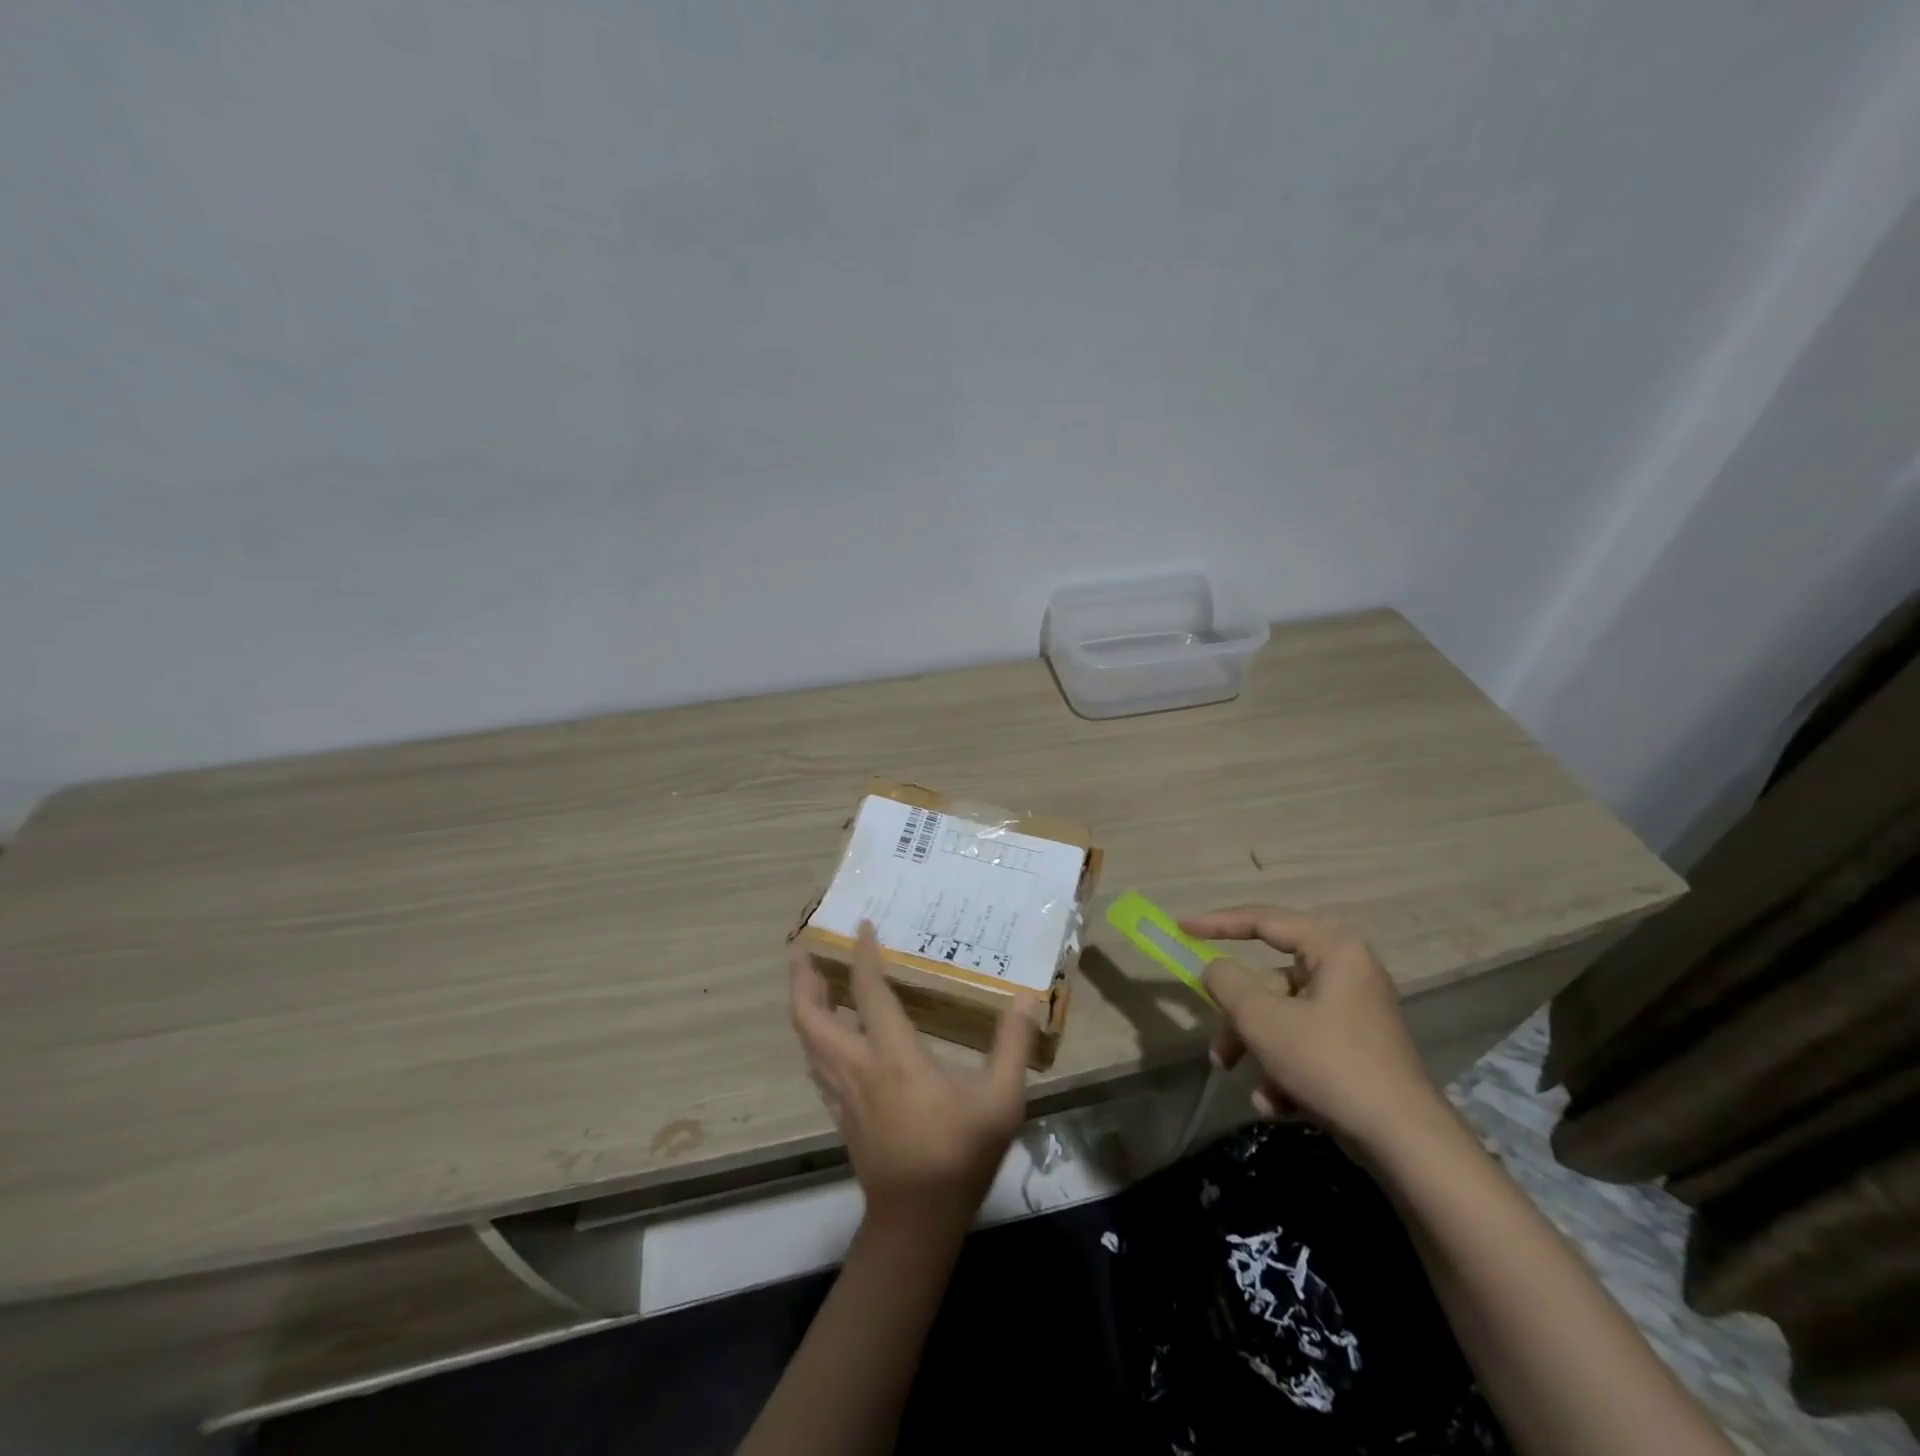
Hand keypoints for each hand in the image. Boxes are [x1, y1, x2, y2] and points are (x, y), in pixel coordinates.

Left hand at [790, 921, 1039, 1233]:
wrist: (916, 1222)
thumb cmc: (957, 1154)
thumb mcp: (1000, 1100)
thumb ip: (1012, 1046)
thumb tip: (1025, 998)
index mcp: (892, 1056)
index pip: (868, 992)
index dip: (862, 956)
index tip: (862, 926)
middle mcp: (858, 1067)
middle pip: (811, 1017)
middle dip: (802, 980)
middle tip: (804, 951)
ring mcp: (843, 1094)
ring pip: (807, 1043)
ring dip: (804, 1008)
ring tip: (811, 984)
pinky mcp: (841, 1115)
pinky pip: (816, 1066)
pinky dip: (814, 1040)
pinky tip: (827, 1039)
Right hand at [1180, 905, 1447, 1154]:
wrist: (1405, 1143)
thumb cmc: (1329, 1064)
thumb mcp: (1263, 1020)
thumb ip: (1227, 983)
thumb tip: (1215, 969)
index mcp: (1332, 947)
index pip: (1263, 920)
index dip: (1217, 923)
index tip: (1181, 929)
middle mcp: (1347, 969)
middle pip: (1270, 979)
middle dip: (1238, 1017)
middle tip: (1216, 1044)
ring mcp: (1354, 1010)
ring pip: (1283, 1015)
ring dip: (1256, 1048)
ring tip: (1245, 1082)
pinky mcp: (1357, 1047)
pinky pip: (1305, 1042)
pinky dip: (1284, 1068)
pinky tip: (1275, 1103)